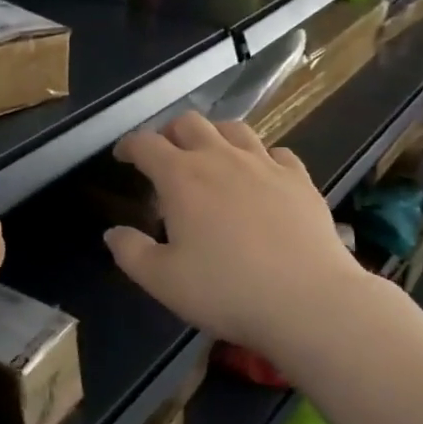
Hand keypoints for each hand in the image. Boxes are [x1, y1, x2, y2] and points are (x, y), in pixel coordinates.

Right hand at [103, 113, 380, 355]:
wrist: (308, 300)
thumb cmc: (227, 290)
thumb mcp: (163, 281)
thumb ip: (131, 252)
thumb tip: (113, 232)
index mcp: (182, 177)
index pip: (146, 144)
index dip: (129, 145)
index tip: (123, 155)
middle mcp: (220, 158)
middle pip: (189, 123)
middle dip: (170, 132)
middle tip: (165, 154)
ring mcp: (264, 163)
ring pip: (234, 128)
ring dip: (214, 135)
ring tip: (211, 154)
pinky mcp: (299, 178)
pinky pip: (276, 152)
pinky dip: (261, 156)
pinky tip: (261, 174)